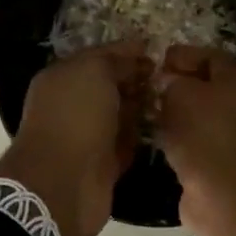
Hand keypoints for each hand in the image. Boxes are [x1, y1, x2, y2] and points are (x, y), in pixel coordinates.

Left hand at [0, 43, 151, 235]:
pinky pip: (125, 143)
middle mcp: (71, 104)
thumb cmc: (75, 117)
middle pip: (110, 86)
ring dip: (142, 109)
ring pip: (120, 115)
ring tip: (173, 101)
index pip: (99, 57)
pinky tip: (163, 128)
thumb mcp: (94, 72)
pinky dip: (140, 137)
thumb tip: (136, 57)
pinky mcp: (101, 164)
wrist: (64, 183)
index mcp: (62, 77)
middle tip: (169, 78)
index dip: (127, 52)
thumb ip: (114, 60)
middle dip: (137, 80)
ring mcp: (86, 135)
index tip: (157, 52)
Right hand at [153, 46, 235, 235]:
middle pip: (204, 85)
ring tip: (145, 111)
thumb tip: (167, 82)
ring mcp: (234, 133)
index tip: (151, 62)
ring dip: (174, 113)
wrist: (224, 194)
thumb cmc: (204, 133)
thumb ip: (171, 80)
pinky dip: (178, 137)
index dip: (178, 56)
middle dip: (174, 85)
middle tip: (145, 87)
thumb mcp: (181, 93)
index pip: (206, 55)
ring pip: (198, 114)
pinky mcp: (222, 159)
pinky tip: (156, 136)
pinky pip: (195, 139)